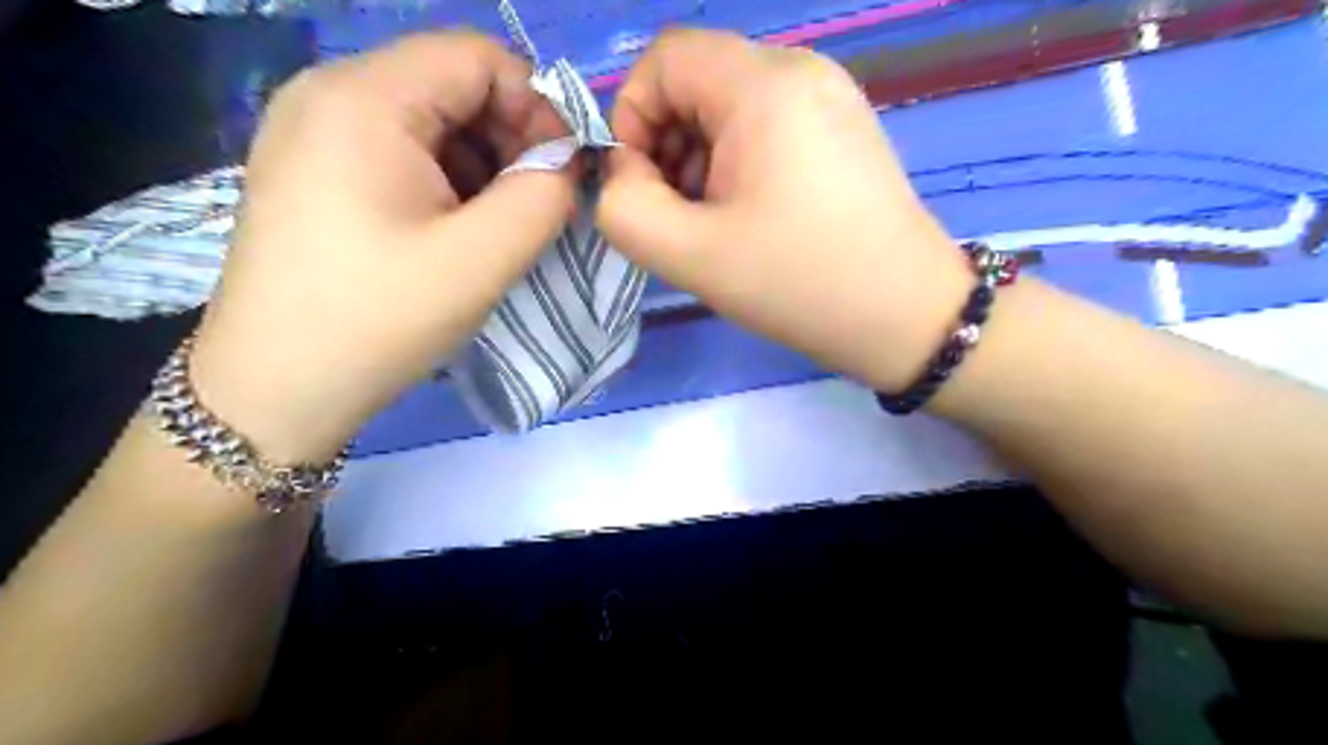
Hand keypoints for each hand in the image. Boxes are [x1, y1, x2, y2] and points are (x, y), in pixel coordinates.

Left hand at [187, 32, 569, 461]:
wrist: (277, 389)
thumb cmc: (378, 319)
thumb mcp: (480, 260)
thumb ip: (543, 197)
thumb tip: (567, 164)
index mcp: (363, 99)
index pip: (477, 56)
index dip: (537, 106)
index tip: (564, 172)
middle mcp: (329, 94)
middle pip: (451, 83)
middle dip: (511, 138)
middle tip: (538, 204)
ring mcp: (313, 132)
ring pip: (429, 120)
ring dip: (483, 165)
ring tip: (499, 226)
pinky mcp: (314, 170)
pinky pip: (401, 151)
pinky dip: (447, 181)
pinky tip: (457, 230)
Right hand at [600, 30, 966, 388]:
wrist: (905, 316)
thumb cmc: (798, 283)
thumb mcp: (690, 255)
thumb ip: (624, 207)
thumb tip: (625, 173)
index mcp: (764, 86)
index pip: (664, 59)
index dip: (633, 117)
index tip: (642, 186)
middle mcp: (802, 69)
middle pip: (698, 81)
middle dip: (668, 145)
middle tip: (679, 216)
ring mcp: (830, 96)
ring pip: (730, 105)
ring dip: (701, 159)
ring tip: (716, 224)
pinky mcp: (843, 127)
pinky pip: (767, 124)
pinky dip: (739, 163)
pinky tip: (752, 216)